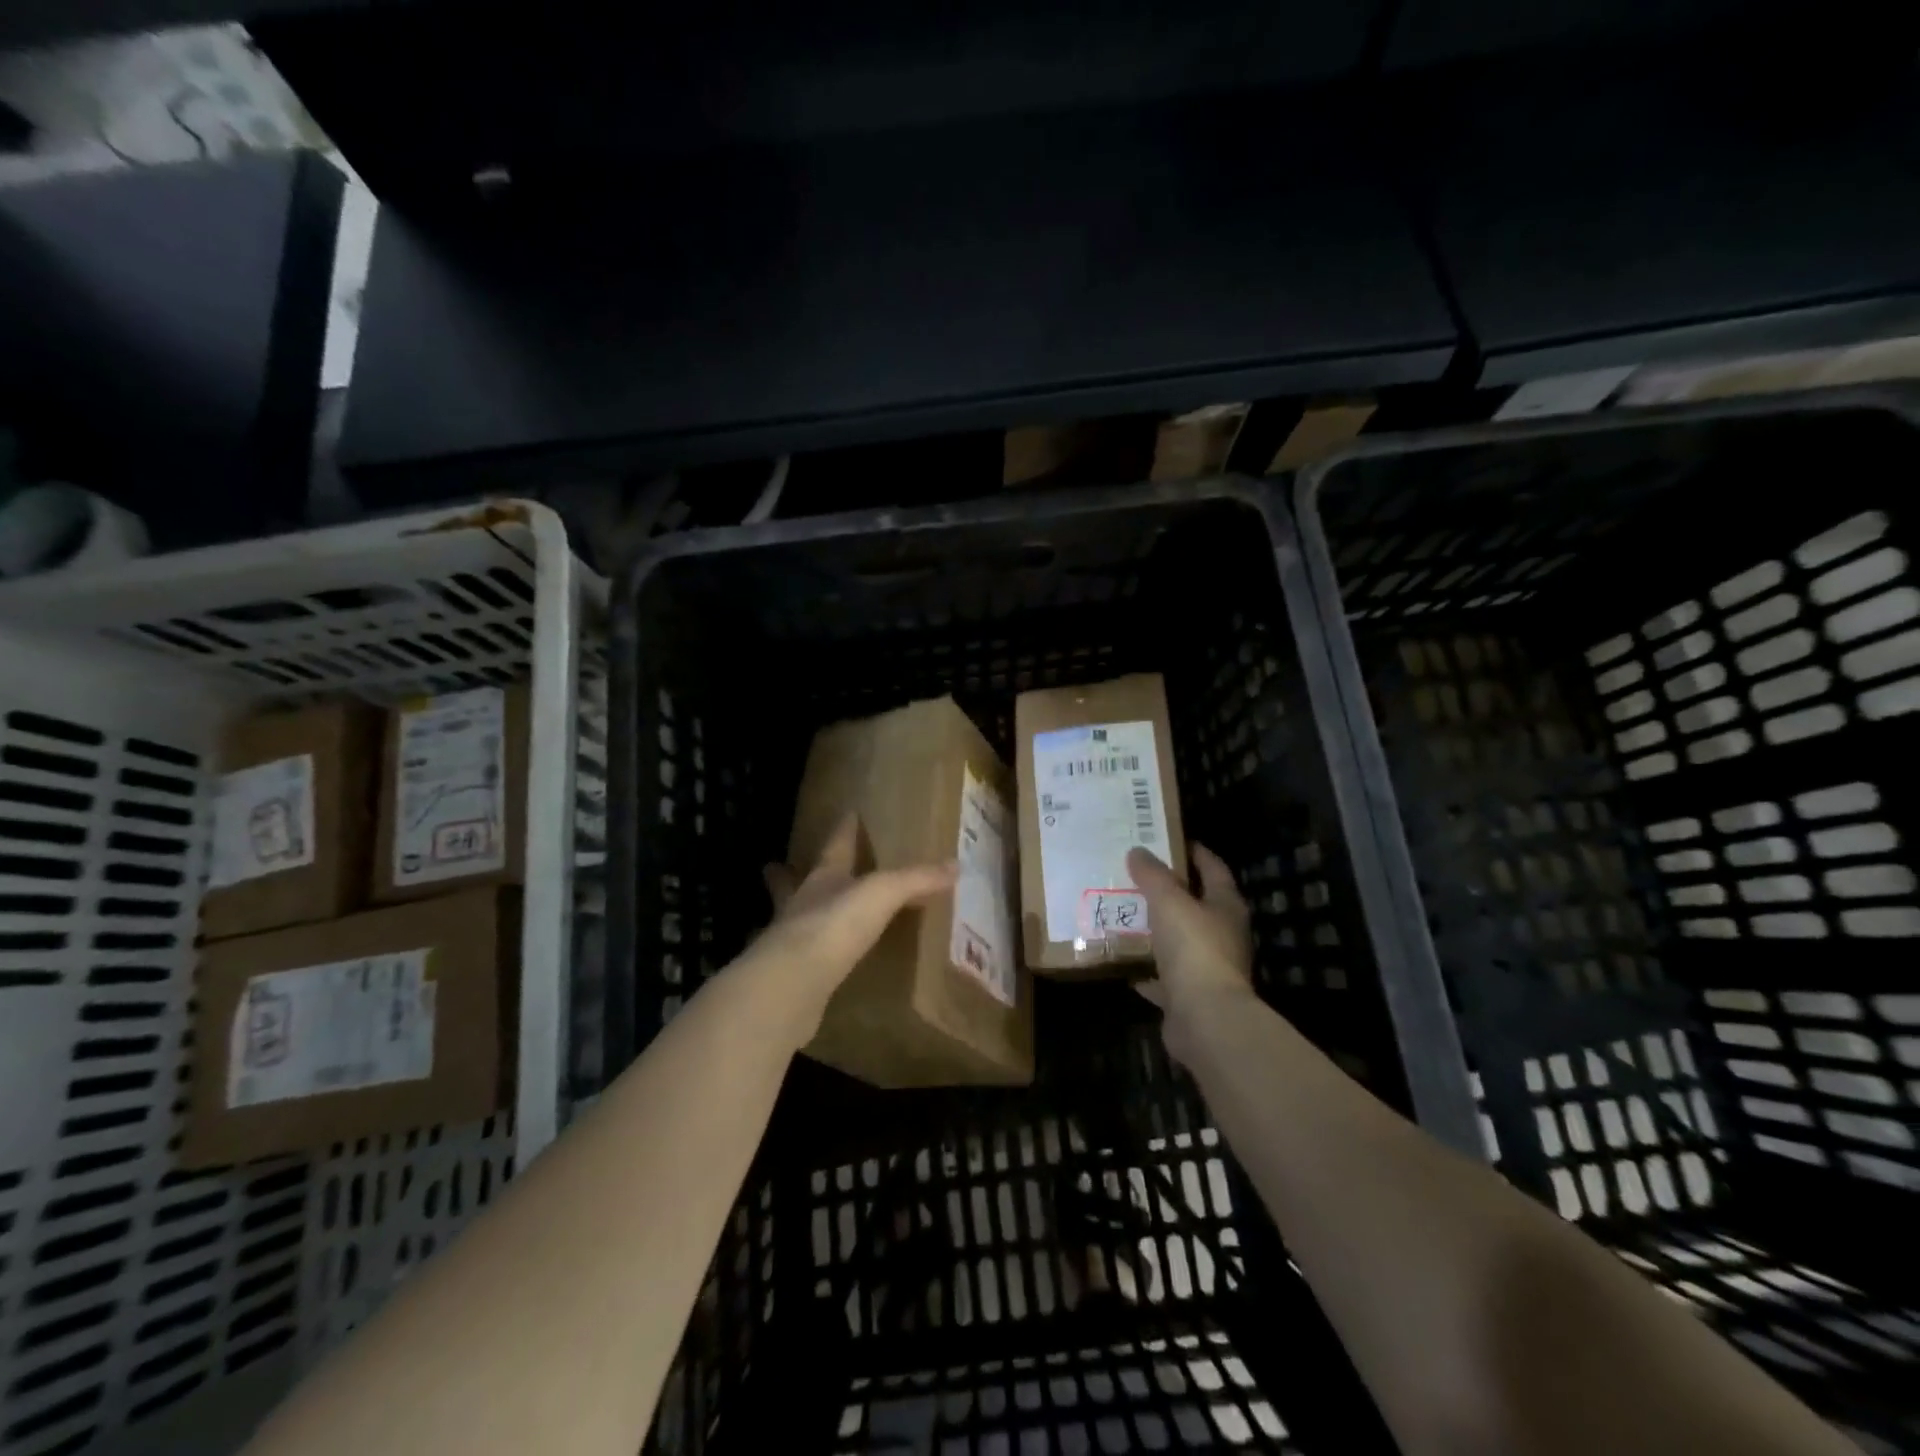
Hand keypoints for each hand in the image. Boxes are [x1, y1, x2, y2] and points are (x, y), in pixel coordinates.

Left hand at [744, 814, 956, 1043]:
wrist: (793, 982)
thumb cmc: (835, 924)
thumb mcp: (883, 893)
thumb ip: (916, 879)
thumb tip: (955, 864)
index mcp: (824, 877)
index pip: (836, 845)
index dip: (844, 829)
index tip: (847, 813)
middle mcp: (802, 902)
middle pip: (794, 881)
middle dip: (789, 874)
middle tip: (779, 866)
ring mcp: (792, 940)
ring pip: (793, 918)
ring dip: (796, 913)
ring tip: (800, 914)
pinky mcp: (792, 975)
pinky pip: (803, 959)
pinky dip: (808, 956)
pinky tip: (815, 964)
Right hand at [1127, 843, 1256, 1060]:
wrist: (1205, 1018)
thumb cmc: (1193, 948)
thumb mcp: (1168, 901)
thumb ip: (1152, 875)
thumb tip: (1138, 851)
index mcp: (1225, 906)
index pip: (1213, 868)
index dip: (1194, 852)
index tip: (1169, 839)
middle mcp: (1222, 934)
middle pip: (1195, 904)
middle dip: (1167, 890)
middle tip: (1134, 874)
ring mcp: (1207, 967)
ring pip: (1177, 940)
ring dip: (1155, 929)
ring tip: (1123, 912)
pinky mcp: (1189, 996)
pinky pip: (1163, 976)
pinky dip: (1145, 969)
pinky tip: (1123, 959)